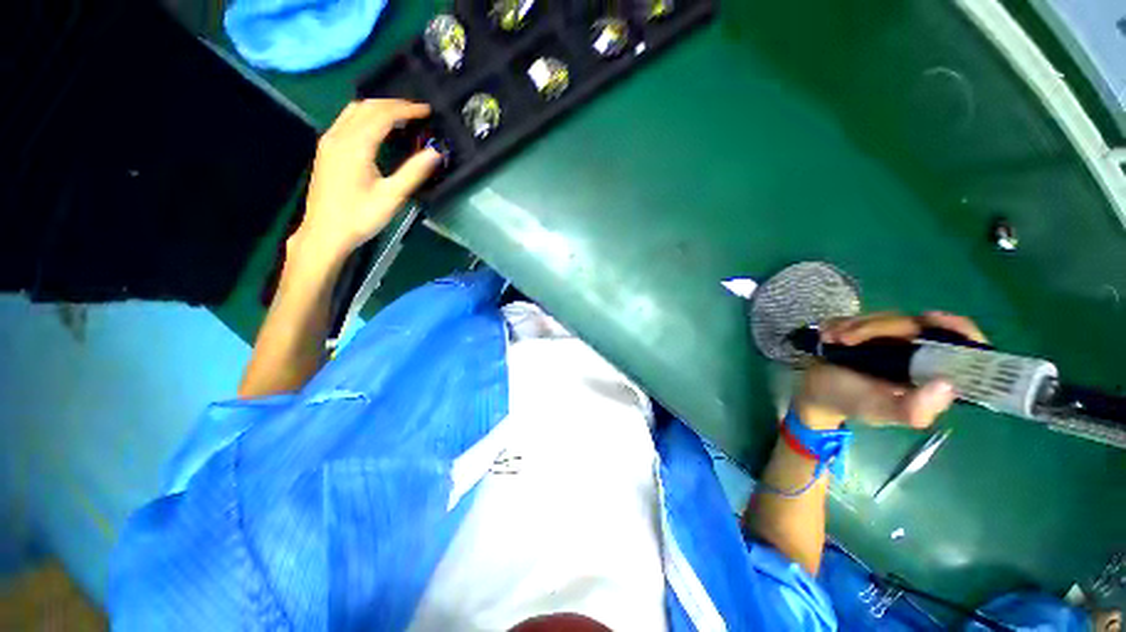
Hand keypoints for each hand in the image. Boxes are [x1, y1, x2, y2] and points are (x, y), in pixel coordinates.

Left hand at [292, 99, 441, 261]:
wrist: (325, 233)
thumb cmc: (360, 217)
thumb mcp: (392, 197)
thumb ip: (413, 172)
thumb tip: (435, 153)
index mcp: (355, 146)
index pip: (383, 115)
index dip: (406, 109)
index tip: (426, 110)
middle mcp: (339, 136)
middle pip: (367, 106)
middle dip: (393, 104)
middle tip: (417, 111)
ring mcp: (329, 141)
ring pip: (354, 110)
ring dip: (378, 107)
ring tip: (400, 116)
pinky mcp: (326, 149)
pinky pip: (346, 120)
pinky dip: (365, 116)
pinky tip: (377, 128)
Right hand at [794, 312, 987, 429]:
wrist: (814, 391)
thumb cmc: (850, 402)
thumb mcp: (881, 411)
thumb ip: (912, 408)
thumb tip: (946, 385)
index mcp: (932, 374)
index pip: (963, 347)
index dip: (958, 330)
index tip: (933, 319)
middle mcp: (918, 353)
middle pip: (915, 325)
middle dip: (878, 328)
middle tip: (846, 340)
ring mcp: (890, 339)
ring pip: (885, 318)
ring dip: (854, 326)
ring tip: (833, 340)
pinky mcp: (866, 330)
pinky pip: (860, 316)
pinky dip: (842, 323)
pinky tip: (828, 336)